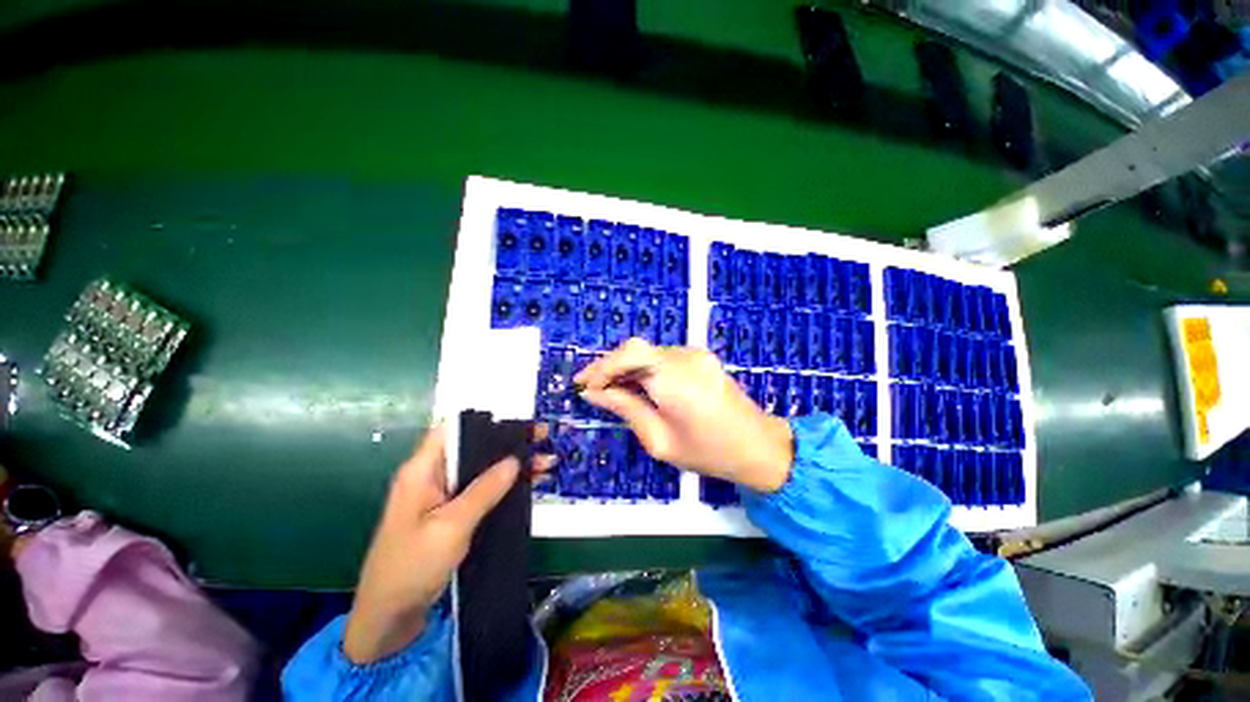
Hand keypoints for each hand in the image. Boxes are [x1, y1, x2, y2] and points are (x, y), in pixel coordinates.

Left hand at [343, 426, 550, 663]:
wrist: (389, 619)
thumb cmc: (411, 568)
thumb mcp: (451, 526)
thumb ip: (483, 490)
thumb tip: (514, 460)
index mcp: (422, 470)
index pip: (453, 428)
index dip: (486, 421)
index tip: (520, 423)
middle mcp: (432, 476)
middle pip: (474, 447)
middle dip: (508, 442)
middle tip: (542, 439)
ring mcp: (442, 496)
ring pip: (482, 469)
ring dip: (511, 465)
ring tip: (545, 462)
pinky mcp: (451, 514)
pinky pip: (482, 491)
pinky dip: (505, 486)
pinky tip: (528, 484)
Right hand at [576, 338, 793, 492]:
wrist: (758, 446)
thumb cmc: (708, 452)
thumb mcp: (659, 439)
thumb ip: (625, 409)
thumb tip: (594, 394)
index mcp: (675, 377)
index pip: (629, 354)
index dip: (602, 367)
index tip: (583, 386)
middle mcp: (684, 356)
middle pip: (636, 350)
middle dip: (609, 367)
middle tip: (590, 389)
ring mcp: (694, 354)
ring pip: (647, 353)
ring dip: (625, 368)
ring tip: (608, 391)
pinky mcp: (699, 357)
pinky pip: (662, 357)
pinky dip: (643, 369)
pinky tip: (635, 387)